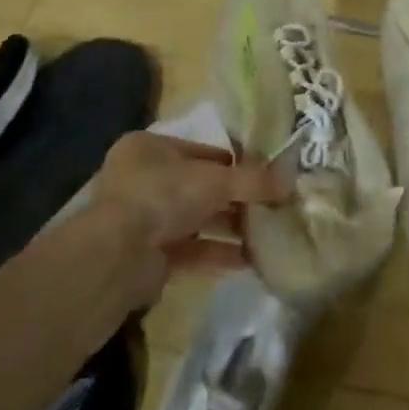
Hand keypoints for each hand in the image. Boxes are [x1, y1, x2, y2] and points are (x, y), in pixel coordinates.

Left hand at [91, 132, 287, 306]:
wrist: (117, 256)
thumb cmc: (163, 196)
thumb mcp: (215, 180)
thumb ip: (253, 180)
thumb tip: (290, 182)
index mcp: (149, 149)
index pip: (201, 151)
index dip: (235, 162)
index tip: (267, 175)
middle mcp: (143, 181)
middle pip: (200, 188)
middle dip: (237, 199)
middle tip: (273, 207)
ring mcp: (144, 220)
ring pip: (197, 220)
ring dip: (231, 228)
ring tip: (269, 234)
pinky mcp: (149, 256)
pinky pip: (192, 251)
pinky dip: (219, 254)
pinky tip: (251, 260)